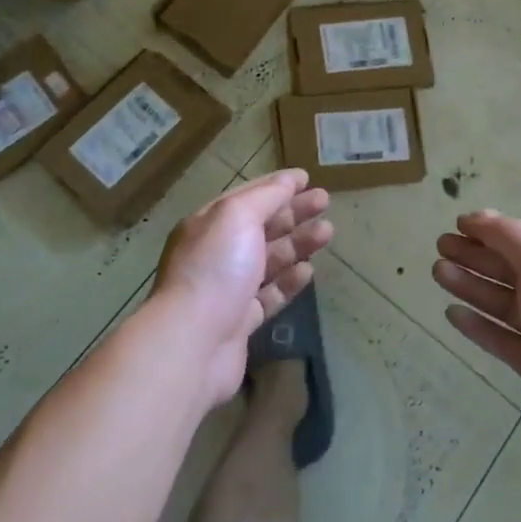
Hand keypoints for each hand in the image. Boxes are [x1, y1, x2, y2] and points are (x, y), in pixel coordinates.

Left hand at [150, 169, 331, 409]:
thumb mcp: (237, 216)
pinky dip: (289, 281)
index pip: (247, 196)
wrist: (192, 343)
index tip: (307, 178)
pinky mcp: (240, 322)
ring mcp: (227, 289)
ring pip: (269, 260)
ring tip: (328, 232)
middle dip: (293, 211)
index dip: (277, 185)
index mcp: (209, 223)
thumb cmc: (215, 268)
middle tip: (325, 201)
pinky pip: (269, 295)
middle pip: (261, 226)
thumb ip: (265, 196)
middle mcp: (216, 253)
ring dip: (297, 243)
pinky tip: (309, 271)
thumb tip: (288, 180)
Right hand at [435, 210, 520, 475]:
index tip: (458, 224)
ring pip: (503, 303)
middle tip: (440, 246)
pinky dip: (478, 325)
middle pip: (511, 269)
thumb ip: (509, 238)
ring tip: (438, 272)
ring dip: (471, 285)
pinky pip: (502, 340)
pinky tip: (452, 314)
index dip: (492, 229)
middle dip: (476, 255)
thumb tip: (479, 218)